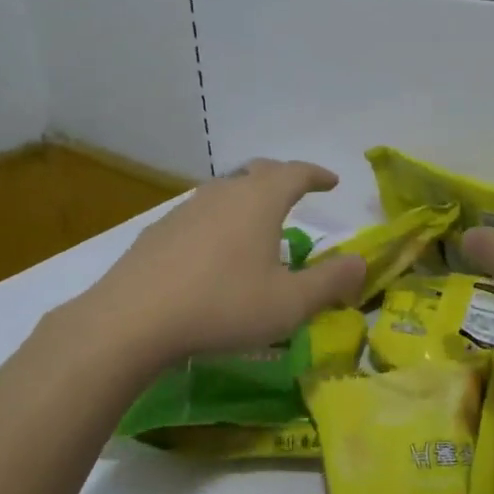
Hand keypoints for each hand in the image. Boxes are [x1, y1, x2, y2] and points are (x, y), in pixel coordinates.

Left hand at [72, 159, 365, 369]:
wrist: (132, 320)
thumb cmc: (223, 306)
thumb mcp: (289, 303)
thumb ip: (330, 282)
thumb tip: (360, 262)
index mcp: (259, 201)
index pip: (295, 172)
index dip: (316, 175)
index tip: (332, 181)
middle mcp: (223, 193)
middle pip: (258, 172)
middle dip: (282, 179)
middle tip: (297, 192)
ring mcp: (186, 209)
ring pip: (226, 191)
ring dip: (248, 199)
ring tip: (258, 222)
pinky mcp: (158, 231)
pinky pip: (200, 214)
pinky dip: (219, 220)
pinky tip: (214, 250)